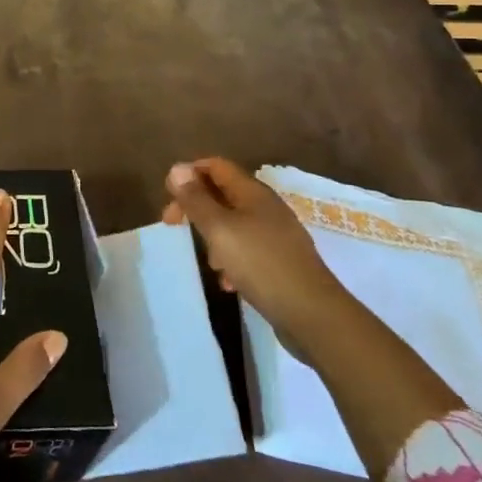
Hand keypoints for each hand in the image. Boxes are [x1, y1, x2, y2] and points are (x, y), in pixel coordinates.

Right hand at [163, 158, 349, 348]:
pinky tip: (228, 282)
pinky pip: (248, 251)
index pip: (216, 166)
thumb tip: (176, 168)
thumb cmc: (261, 264)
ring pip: (234, 224)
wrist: (313, 315)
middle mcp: (266, 208)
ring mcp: (276, 236)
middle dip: (196, 207)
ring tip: (206, 260)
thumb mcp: (219, 229)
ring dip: (213, 236)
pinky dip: (231, 260)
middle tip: (172, 225)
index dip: (190, 173)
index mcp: (253, 193)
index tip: (168, 195)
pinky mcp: (281, 263)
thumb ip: (196, 199)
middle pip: (223, 194)